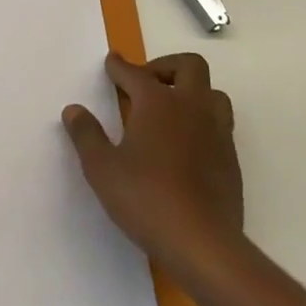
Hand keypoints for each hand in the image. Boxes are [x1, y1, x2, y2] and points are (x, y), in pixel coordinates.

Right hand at [62, 52, 243, 291]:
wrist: (203, 243)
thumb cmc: (146, 198)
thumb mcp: (102, 168)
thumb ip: (86, 135)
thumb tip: (74, 110)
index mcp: (158, 102)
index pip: (135, 73)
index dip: (119, 66)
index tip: (111, 62)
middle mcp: (191, 107)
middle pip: (189, 66)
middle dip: (165, 67)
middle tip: (146, 83)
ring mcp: (216, 132)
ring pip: (212, 93)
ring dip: (192, 92)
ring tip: (170, 111)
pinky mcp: (231, 159)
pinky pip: (220, 125)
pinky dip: (202, 122)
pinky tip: (185, 145)